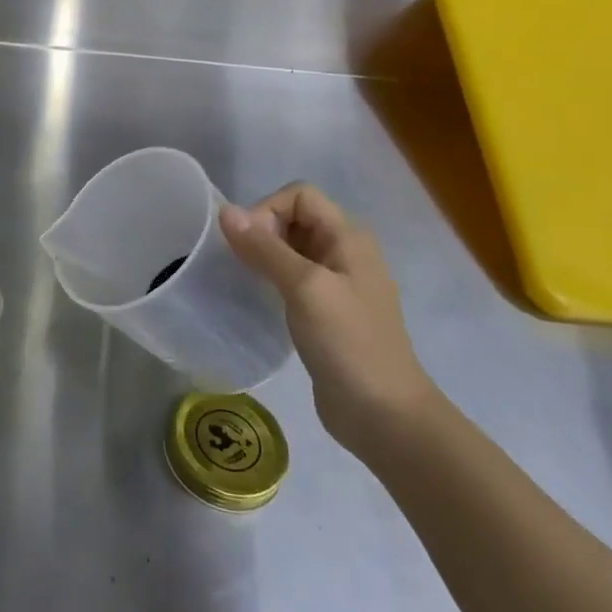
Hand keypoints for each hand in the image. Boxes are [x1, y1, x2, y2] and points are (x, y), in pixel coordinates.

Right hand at [220, 184, 438, 457]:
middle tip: (242, 264)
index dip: (268, 209)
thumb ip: (265, 248)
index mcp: (349, 238)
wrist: (385, 416)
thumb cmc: (349, 343)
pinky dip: (271, 281)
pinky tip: (258, 302)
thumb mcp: (305, 288)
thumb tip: (226, 211)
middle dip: (263, 232)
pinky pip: (292, 280)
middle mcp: (345, 253)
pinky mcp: (327, 313)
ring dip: (264, 257)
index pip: (300, 195)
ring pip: (291, 250)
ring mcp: (338, 285)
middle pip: (294, 219)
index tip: (248, 244)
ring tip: (243, 281)